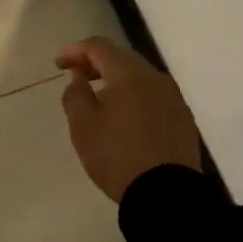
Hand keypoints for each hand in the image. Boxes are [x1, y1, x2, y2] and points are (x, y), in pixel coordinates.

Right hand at [57, 37, 201, 202]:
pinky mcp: (183, 118)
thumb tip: (79, 76)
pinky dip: (134, 96)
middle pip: (121, 58)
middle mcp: (155, 78)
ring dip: (116, 80)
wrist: (168, 195)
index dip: (76, 50)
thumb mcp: (84, 127)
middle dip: (96, 63)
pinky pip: (153, 95)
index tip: (59, 65)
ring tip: (99, 100)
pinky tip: (125, 118)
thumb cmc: (118, 156)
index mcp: (129, 74)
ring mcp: (173, 97)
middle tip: (77, 78)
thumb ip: (76, 94)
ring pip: (139, 77)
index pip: (99, 46)